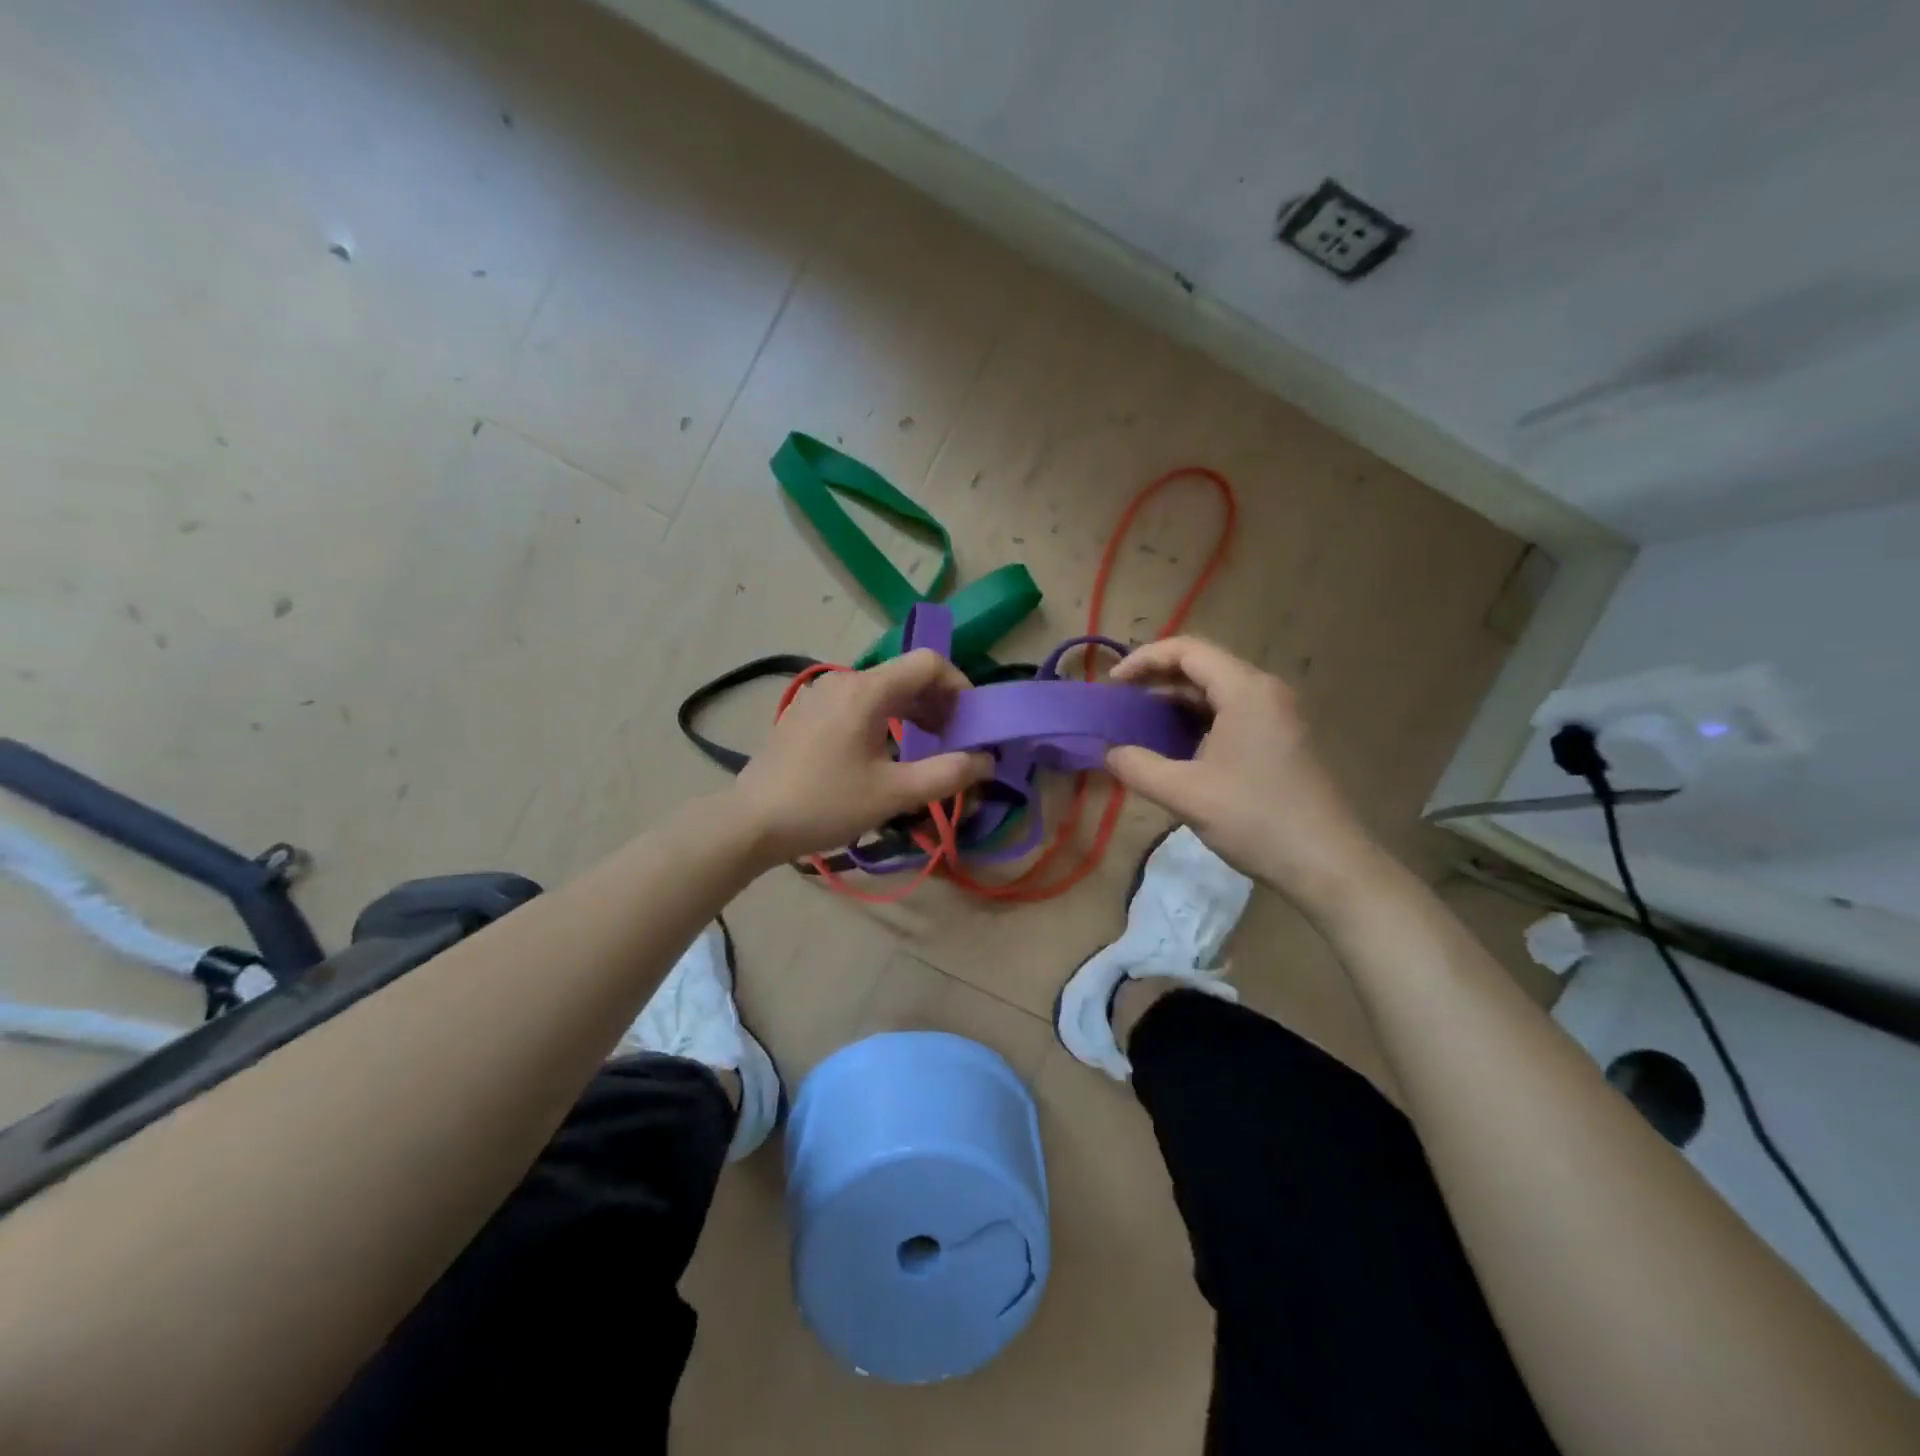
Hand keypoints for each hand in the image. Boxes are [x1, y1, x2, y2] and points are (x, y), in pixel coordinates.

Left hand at [731, 650, 992, 863]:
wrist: (751, 822)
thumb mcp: (894, 794)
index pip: (928, 662)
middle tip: (953, 741)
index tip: (970, 724)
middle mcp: (844, 679)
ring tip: (924, 748)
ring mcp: (821, 693)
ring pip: (882, 689)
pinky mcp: (807, 711)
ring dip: (913, 711)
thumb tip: (987, 760)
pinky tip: (883, 752)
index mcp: (866, 690)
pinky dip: (884, 717)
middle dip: (939, 703)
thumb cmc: (826, 804)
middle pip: (906, 674)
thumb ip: (948, 774)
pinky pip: (858, 701)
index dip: (960, 687)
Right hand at [1106, 637, 1383, 908]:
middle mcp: (1265, 691)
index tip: (1112, 684)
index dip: (1143, 659)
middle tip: (1122, 704)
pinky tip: (1177, 748)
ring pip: (1217, 691)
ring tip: (1141, 725)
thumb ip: (1138, 767)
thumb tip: (1109, 752)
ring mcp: (1278, 715)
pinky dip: (1198, 721)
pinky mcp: (1282, 739)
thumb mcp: (1185, 793)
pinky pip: (1232, 713)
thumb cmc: (1255, 818)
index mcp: (1246, 690)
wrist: (1327, 863)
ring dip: (1177, 702)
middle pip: (1203, 666)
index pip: (1187, 650)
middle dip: (1157, 680)